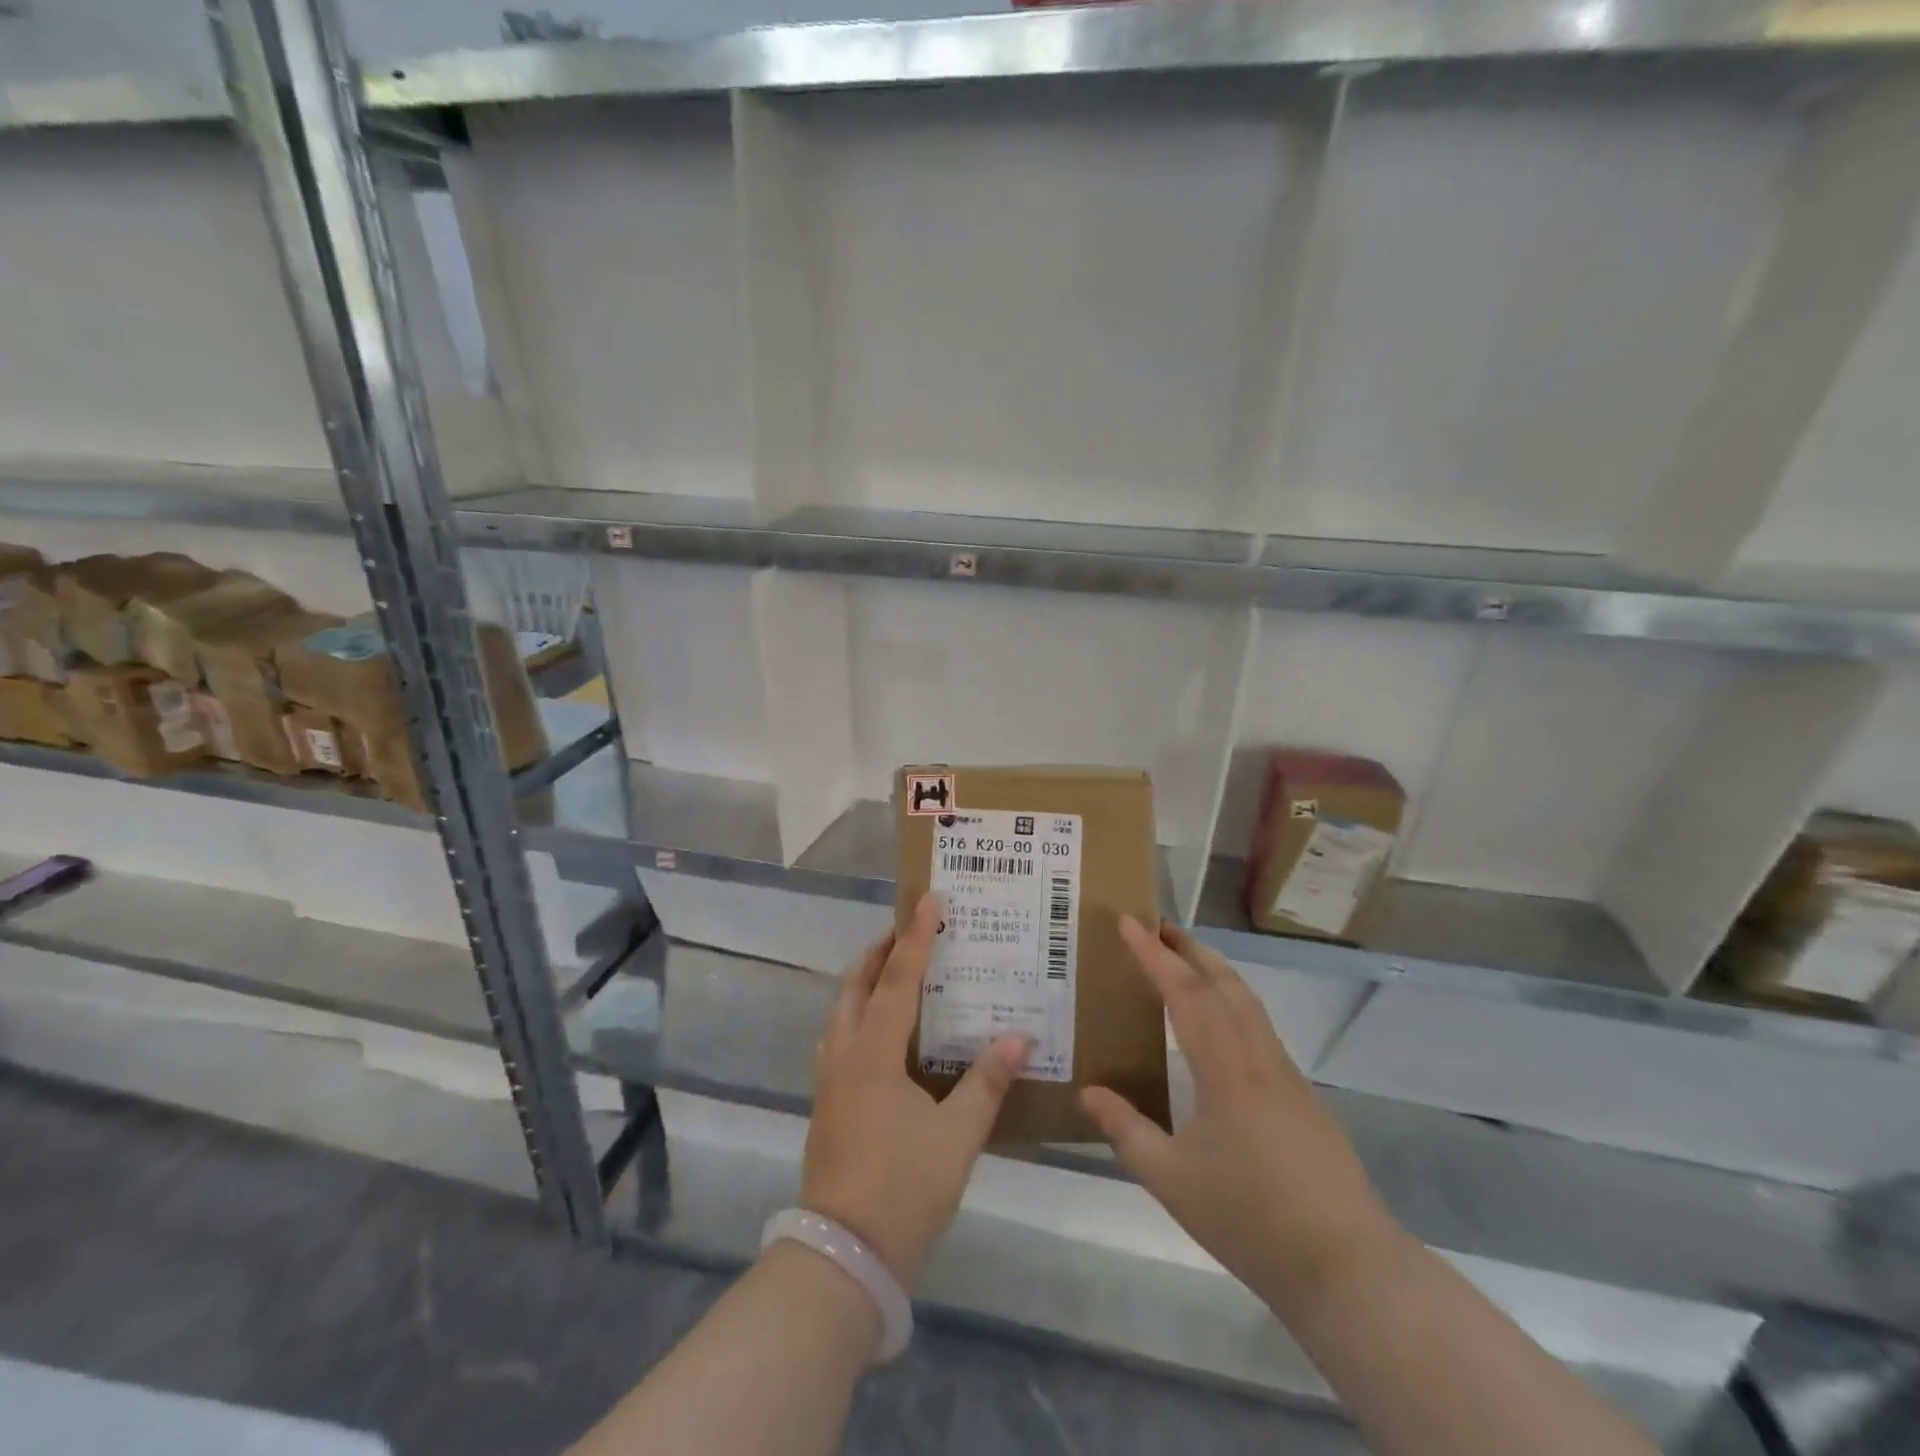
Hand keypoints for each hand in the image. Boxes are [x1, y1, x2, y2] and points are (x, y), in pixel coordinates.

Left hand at [800, 893, 1030, 1286]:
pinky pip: (840, 1036)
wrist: (842, 1254)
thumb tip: (1019, 1037)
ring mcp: (828, 1079)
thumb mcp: (957, 1136)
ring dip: (864, 981)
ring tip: (895, 970)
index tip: (927, 899)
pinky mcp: (825, 1102)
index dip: (915, 938)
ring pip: (841, 1010)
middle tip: (909, 930)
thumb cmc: (904, 1188)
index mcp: (873, 1053)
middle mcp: (843, 1055)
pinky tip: (882, 1031)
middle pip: (855, 985)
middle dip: (880, 952)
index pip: (896, 980)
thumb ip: (987, 1082)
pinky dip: (859, 1012)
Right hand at [1080, 918, 1393, 1312]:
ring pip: (1249, 1003)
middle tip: (1157, 926)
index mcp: (1226, 1070)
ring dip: (1215, 971)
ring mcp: (1286, 1076)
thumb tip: (1087, 1091)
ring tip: (1185, 960)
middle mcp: (1259, 1059)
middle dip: (1190, 948)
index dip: (1154, 955)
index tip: (1129, 923)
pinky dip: (1233, 1002)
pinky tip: (1220, 1024)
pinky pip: (1260, 1029)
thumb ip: (1126, 1131)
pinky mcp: (1301, 1097)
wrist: (1345, 1266)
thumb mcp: (1171, 1180)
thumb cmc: (1250, 1219)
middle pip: (1225, 984)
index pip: (1185, 994)